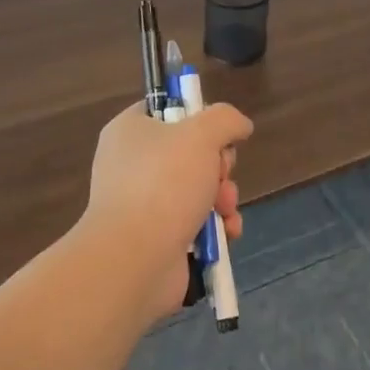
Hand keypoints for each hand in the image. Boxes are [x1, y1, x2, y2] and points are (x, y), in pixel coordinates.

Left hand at [80, 102, 252, 319]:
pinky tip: (226, 234)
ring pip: (198, 189)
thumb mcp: (201, 134)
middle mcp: (132, 164)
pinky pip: (195, 223)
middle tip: (220, 175)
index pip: (168, 110)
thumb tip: (240, 125)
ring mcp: (142, 204)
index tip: (216, 133)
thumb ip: (225, 120)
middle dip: (218, 166)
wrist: (134, 259)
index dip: (198, 118)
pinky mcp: (156, 238)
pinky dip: (216, 228)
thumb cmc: (163, 184)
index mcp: (130, 131)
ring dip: (222, 198)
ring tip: (225, 210)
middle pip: (191, 152)